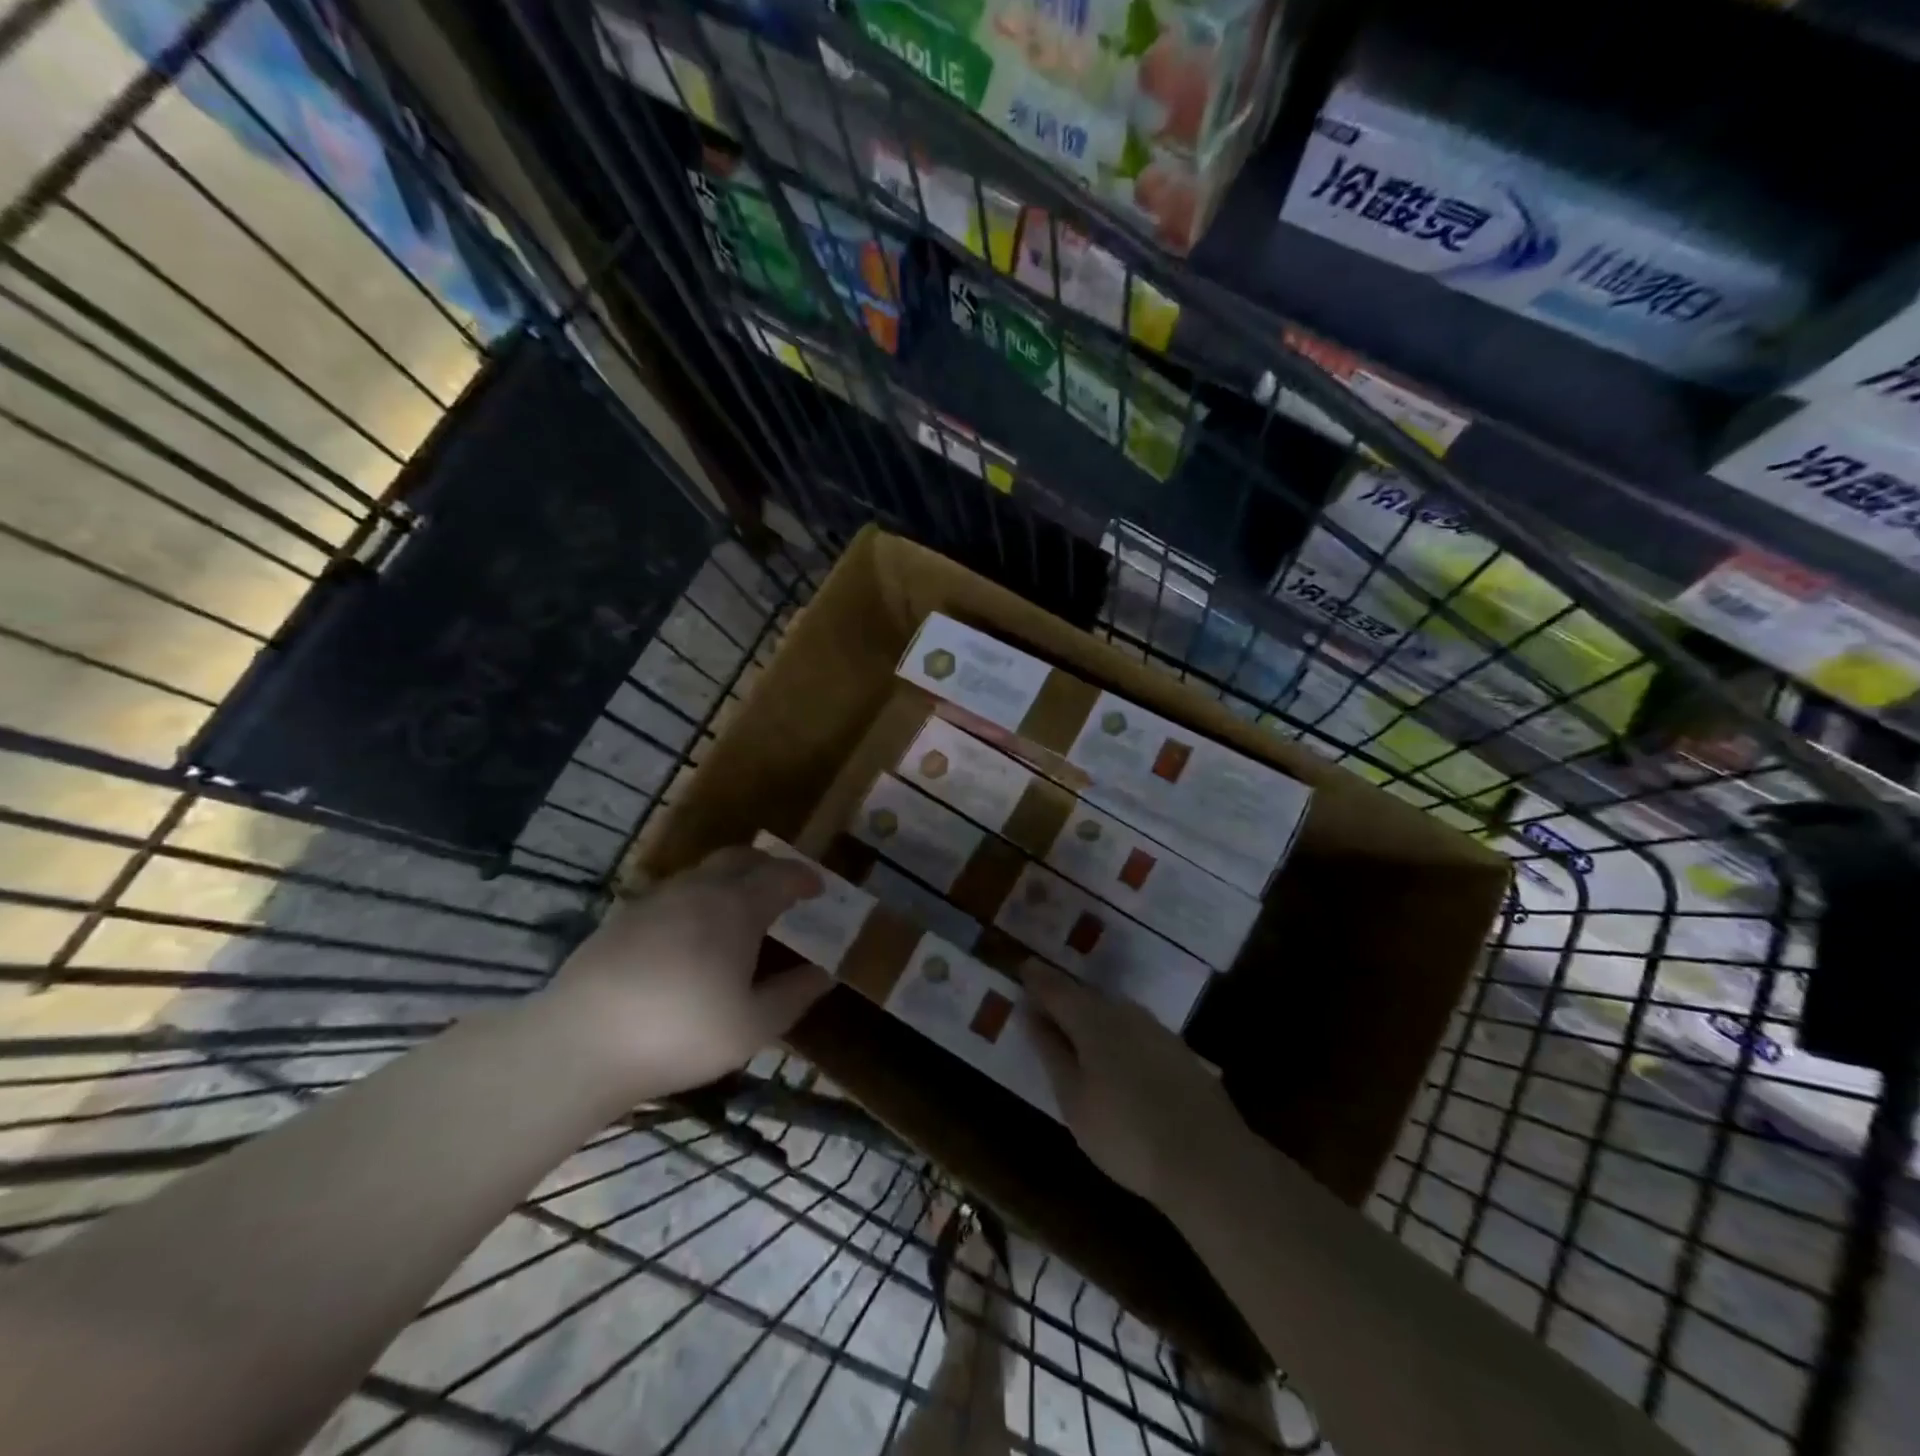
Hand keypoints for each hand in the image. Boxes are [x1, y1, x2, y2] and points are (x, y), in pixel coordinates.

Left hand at [537, 847, 828, 1101]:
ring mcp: (656, 899)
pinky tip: (691, 934)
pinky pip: (674, 893)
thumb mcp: (753, 1026)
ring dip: (730, 880)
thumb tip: (823, 974)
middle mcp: (698, 890)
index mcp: (737, 907)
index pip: (781, 875)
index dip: (804, 878)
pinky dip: (697, 898)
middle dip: (768, 866)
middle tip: (783, 887)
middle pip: (741, 858)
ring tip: (739, 910)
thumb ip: (793, 995)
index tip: (819, 889)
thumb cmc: (681, 1032)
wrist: (580, 1043)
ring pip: (703, 872)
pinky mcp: (623, 917)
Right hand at [1024, 960, 1244, 1205]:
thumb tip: (1031, 1014)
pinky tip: (1116, 1060)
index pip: (1056, 988)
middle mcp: (1124, 1012)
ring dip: (1091, 1017)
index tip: (1021, 969)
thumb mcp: (1074, 1099)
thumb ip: (1051, 1052)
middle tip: (1043, 1007)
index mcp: (1092, 1019)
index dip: (1036, 978)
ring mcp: (1156, 1029)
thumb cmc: (1126, 1134)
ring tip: (1075, 1036)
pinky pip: (1134, 1030)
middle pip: (1085, 997)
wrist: (1209, 1160)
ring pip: (1113, 1012)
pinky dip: (1116, 1035)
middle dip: (1063, 998)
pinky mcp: (1178, 1051)